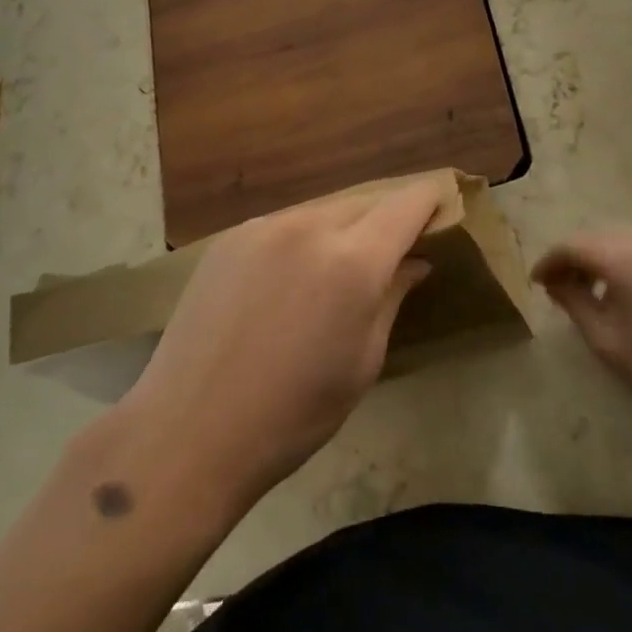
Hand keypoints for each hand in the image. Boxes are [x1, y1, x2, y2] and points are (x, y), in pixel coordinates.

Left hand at [117, 181, 441, 515]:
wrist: (190, 429)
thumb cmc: (293, 414)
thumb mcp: (362, 362)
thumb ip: (391, 298)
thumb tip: (415, 262)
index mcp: (352, 261)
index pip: (405, 205)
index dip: (428, 201)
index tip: (441, 209)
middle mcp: (309, 227)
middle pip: (364, 202)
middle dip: (386, 217)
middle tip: (396, 247)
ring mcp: (263, 228)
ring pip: (322, 210)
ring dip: (344, 227)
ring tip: (342, 265)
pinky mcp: (230, 238)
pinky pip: (284, 224)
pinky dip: (303, 237)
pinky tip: (293, 275)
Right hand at [533, 226, 631, 433]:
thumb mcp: (606, 340)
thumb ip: (574, 302)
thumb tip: (556, 282)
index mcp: (624, 258)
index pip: (573, 245)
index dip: (549, 261)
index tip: (537, 283)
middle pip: (597, 235)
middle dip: (573, 256)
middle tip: (559, 285)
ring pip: (623, 237)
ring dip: (600, 255)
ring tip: (591, 288)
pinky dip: (626, 258)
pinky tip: (626, 289)